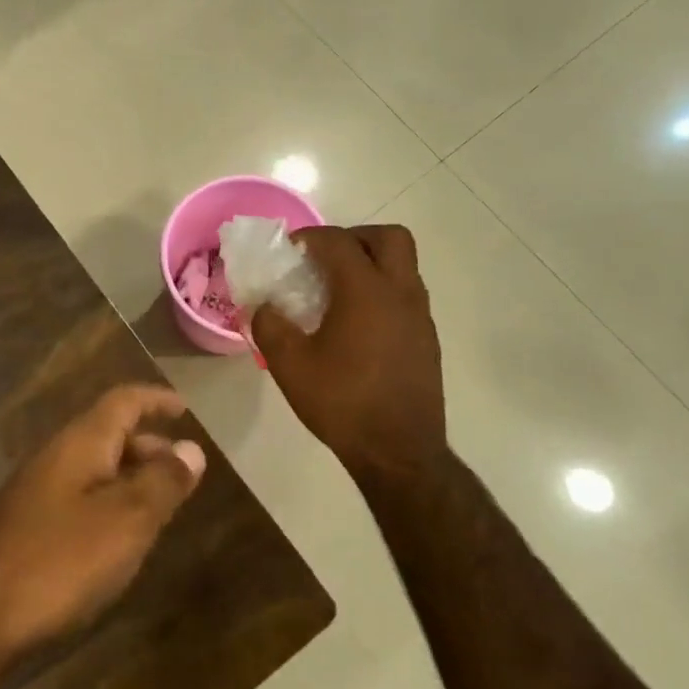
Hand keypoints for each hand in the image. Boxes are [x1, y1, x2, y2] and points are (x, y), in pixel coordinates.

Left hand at [0, 385, 206, 674]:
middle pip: (108, 434)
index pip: (123, 401)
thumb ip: (162, 482)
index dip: (156, 400)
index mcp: (80, 443)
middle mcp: (55, 458)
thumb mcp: (125, 521)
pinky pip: (79, 500)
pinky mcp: (26, 529)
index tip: (186, 408)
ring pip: (93, 470)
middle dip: (148, 445)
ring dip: (129, 478)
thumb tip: (192, 448)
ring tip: (160, 506)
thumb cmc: (57, 561)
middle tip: (182, 470)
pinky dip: (108, 506)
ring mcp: (35, 494)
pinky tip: (118, 540)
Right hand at [251, 225, 448, 484]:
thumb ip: (269, 325)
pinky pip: (406, 294)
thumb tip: (262, 307)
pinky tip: (356, 324)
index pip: (338, 241)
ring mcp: (419, 316)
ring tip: (337, 291)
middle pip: (388, 237)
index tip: (289, 250)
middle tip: (324, 259)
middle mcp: (400, 293)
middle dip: (354, 237)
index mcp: (366, 291)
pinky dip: (382, 291)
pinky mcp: (426, 338)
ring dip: (371, 263)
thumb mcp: (289, 365)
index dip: (310, 237)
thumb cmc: (342, 402)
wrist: (399, 452)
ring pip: (403, 265)